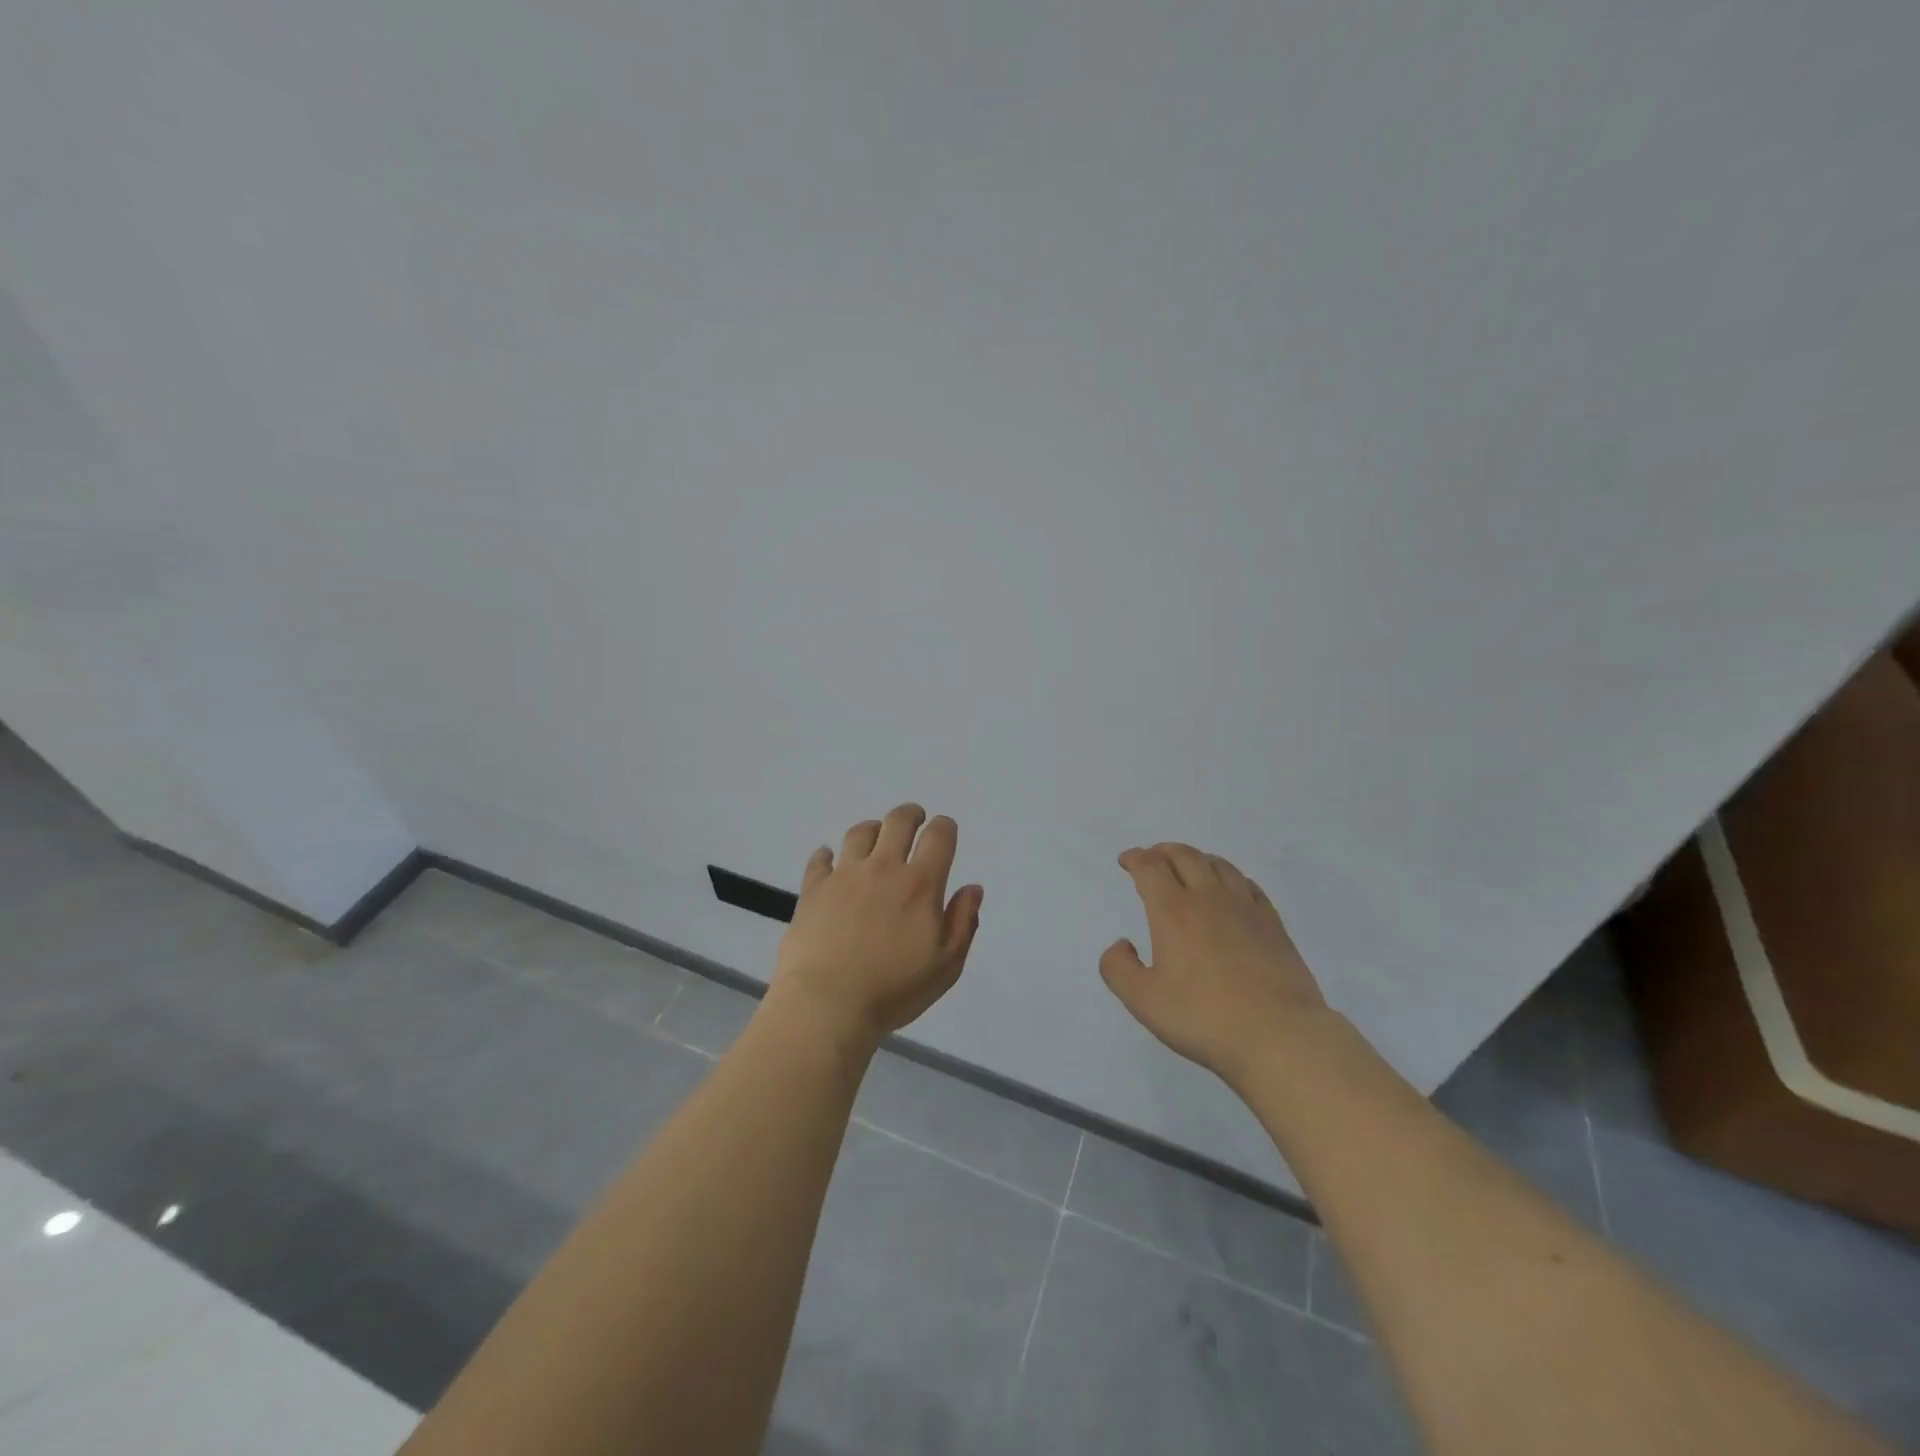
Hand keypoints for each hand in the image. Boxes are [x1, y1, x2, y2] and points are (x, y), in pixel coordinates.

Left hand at [768, 804, 983, 1053]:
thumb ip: (963, 923)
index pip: (939, 836)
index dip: (945, 827)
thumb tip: (972, 888)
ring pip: (860, 833)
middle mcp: (883, 868)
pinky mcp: (813, 889)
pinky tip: (829, 861)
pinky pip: (820, 859)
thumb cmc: (893, 990)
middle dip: (910, 815)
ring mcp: (844, 875)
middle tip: (914, 821)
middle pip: (898, 821)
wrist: (826, 1004)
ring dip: (873, 829)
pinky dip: (827, 855)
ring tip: (875, 839)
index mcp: (920, 884)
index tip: (945, 832)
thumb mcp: (945, 966)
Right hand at [1100, 843, 1327, 1085]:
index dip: (1135, 858)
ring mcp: (1245, 908)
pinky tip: (1231, 889)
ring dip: (1197, 858)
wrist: (1279, 1035)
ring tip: (1189, 866)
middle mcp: (1208, 899)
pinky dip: (1231, 877)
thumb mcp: (1143, 1001)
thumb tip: (1121, 944)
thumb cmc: (1204, 1017)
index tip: (1127, 861)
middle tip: (1153, 858)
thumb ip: (1118, 968)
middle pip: (1185, 856)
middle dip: (1164, 852)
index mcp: (1173, 911)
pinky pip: (1248, 885)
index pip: (1150, 868)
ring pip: (1219, 865)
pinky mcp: (1273, 924)